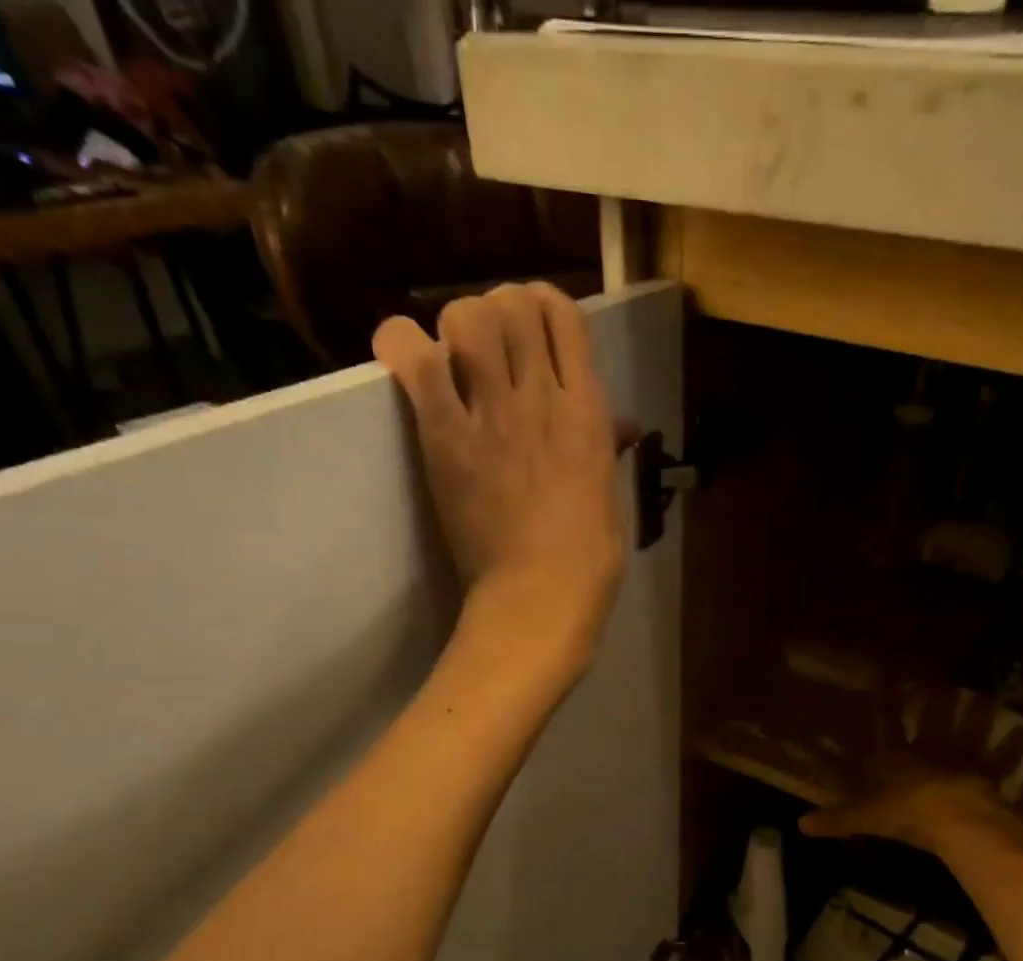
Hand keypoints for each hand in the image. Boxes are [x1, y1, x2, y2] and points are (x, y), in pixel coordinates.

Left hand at [373, 283, 624, 674]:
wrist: (540, 594)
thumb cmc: (587, 557)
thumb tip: (619, 424)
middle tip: (490, 342)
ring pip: (467, 318)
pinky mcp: (446, 436)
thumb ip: (606, 447)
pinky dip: (402, 345)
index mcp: (588, 412)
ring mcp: (492, 413)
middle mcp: (542, 397)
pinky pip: (415, 361)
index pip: (565, 316)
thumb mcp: (609, 494)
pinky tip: (404, 355)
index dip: (544, 306)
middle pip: (512, 304)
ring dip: (458, 326)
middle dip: (499, 310)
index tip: (533, 327)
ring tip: (454, 355)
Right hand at [800, 685, 1022, 852]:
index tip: (886, 679)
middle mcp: (931, 754)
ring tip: (984, 698)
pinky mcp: (988, 778)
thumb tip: (800, 825)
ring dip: (978, 718)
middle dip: (936, 703)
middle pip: (934, 724)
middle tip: (942, 682)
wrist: (952, 819)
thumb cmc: (906, 812)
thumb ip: (838, 819)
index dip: (885, 706)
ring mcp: (962, 763)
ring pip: (970, 735)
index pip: (887, 728)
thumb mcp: (866, 818)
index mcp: (898, 760)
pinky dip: (1014, 750)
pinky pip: (1003, 763)